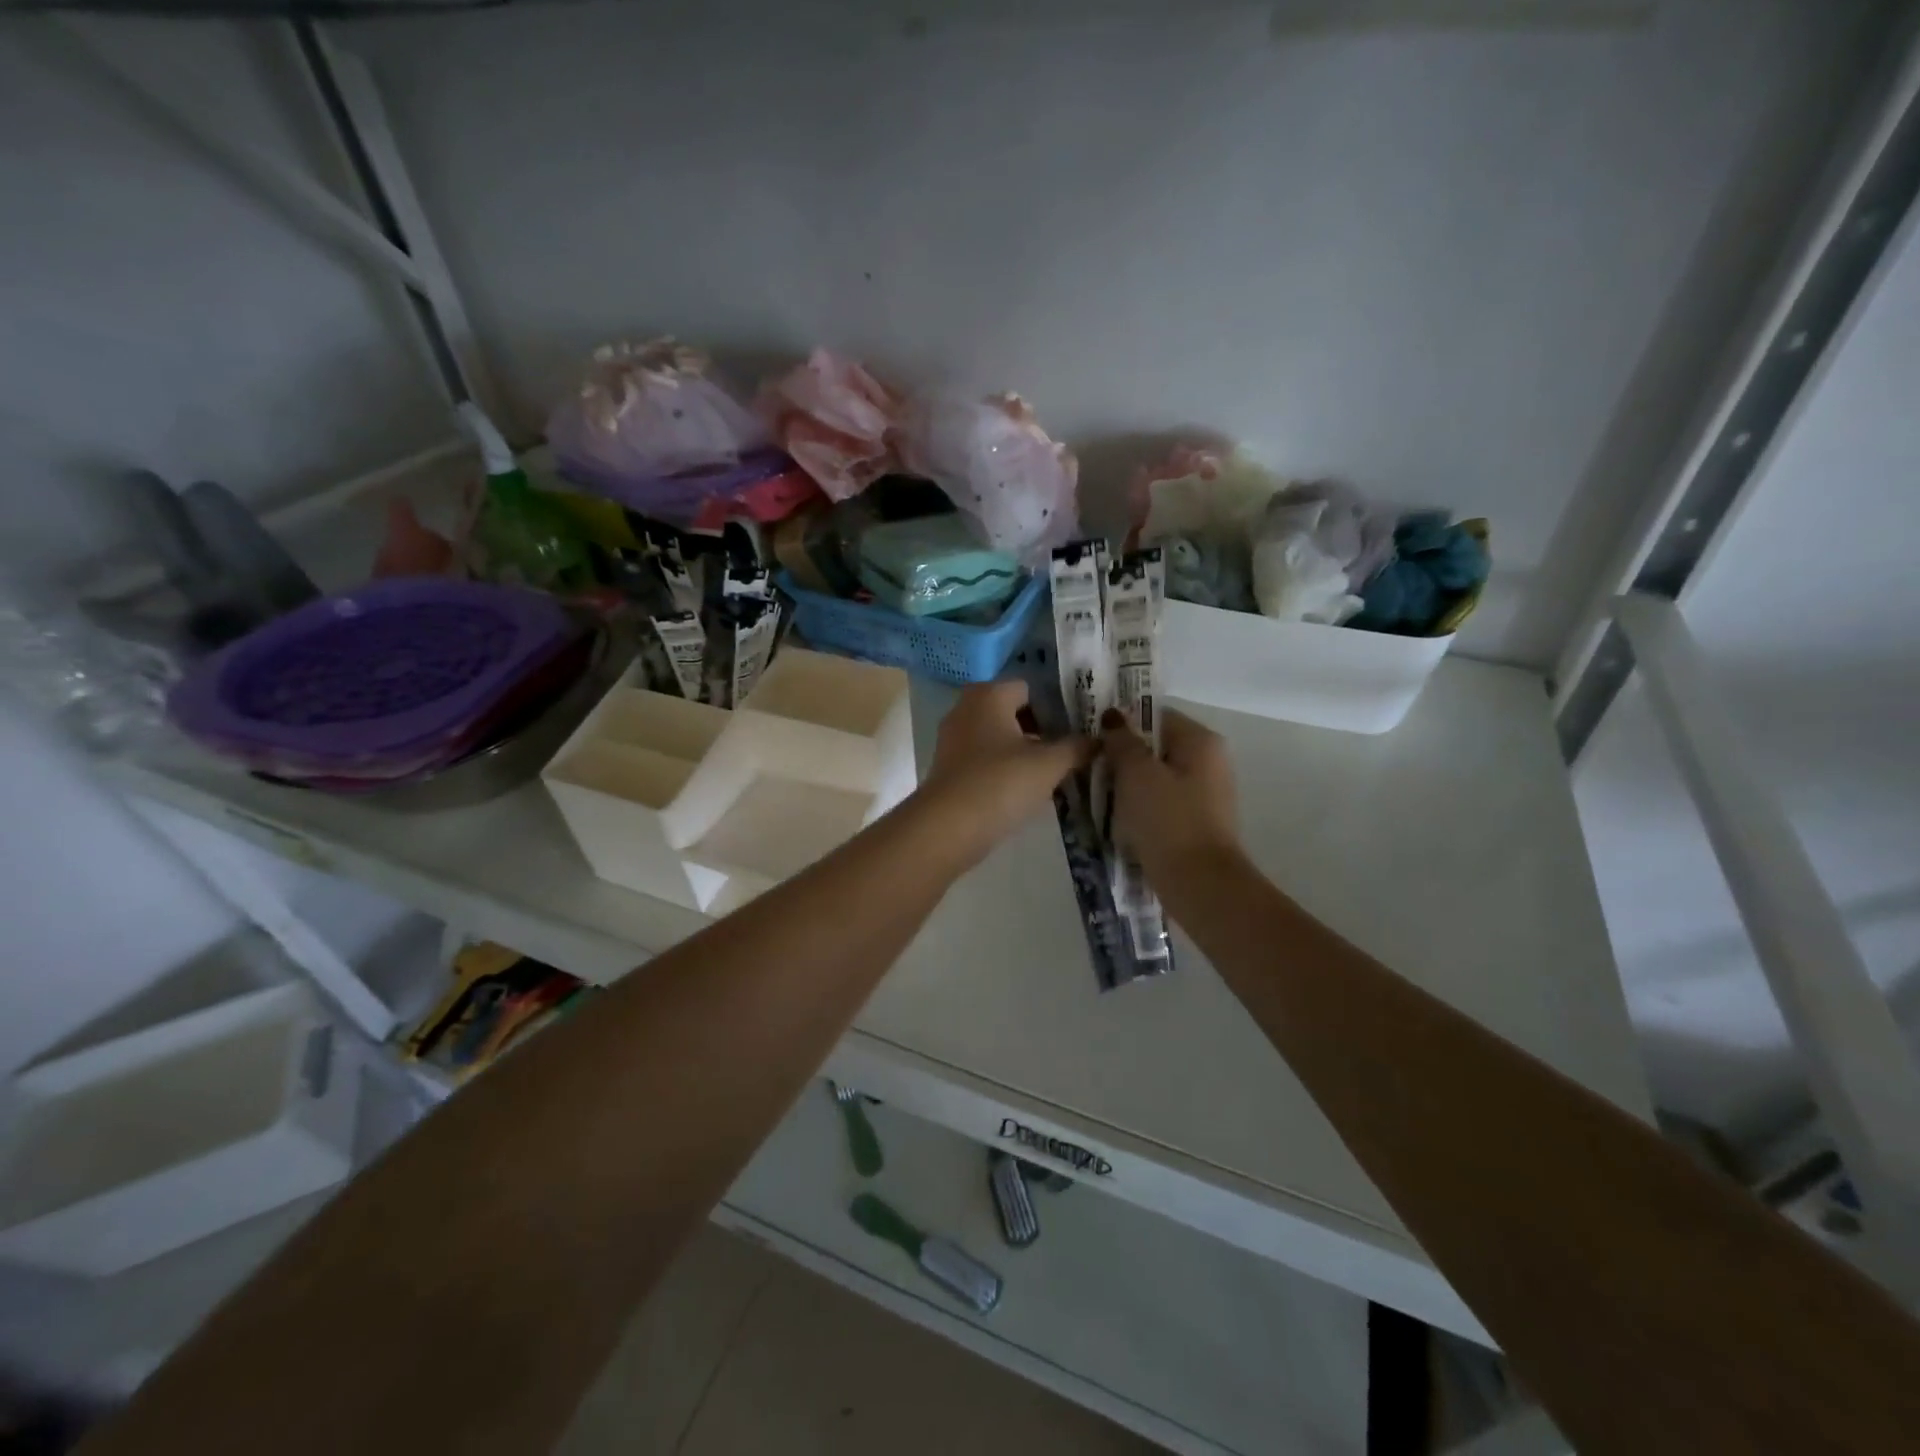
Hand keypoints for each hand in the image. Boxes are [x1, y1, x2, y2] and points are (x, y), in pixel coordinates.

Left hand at [920, 682, 1090, 861]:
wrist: (947, 828)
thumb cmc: (1000, 783)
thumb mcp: (1049, 765)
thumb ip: (1076, 747)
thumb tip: (1099, 739)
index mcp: (989, 694)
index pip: (1030, 689)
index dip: (1057, 707)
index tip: (1078, 730)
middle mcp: (966, 707)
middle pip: (1013, 711)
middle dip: (1041, 729)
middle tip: (1070, 751)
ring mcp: (953, 738)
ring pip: (998, 736)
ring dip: (1023, 751)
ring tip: (1052, 772)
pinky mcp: (947, 766)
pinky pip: (983, 758)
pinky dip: (1003, 767)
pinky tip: (1023, 789)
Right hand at [1100, 707, 1239, 882]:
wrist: (1199, 885)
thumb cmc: (1167, 820)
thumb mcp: (1136, 773)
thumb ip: (1121, 740)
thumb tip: (1112, 717)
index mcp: (1201, 741)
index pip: (1154, 715)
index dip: (1121, 722)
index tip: (1090, 735)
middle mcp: (1209, 762)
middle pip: (1155, 747)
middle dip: (1121, 756)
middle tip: (1089, 766)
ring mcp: (1206, 794)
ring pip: (1155, 778)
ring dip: (1127, 785)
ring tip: (1096, 796)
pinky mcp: (1196, 823)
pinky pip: (1161, 804)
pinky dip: (1139, 808)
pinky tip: (1117, 821)